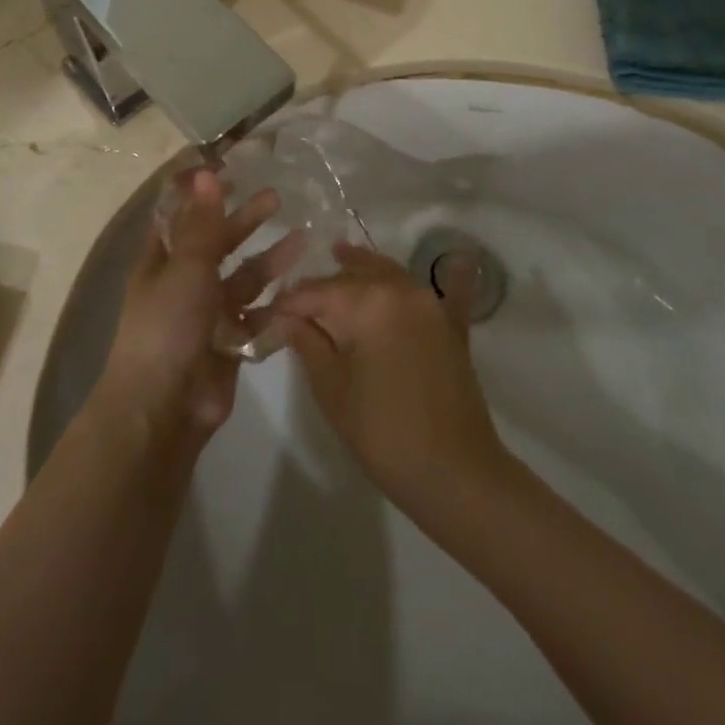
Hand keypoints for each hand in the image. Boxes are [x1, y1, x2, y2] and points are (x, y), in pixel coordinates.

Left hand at [94, 169, 302, 444]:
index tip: (230, 170)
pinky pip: (256, 316)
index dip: (202, 194)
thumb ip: (203, 223)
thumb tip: (205, 172)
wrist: (165, 407)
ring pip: (243, 279)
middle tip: (278, 198)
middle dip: (246, 221)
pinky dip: (276, 304)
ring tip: (303, 239)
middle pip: (218, 243)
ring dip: (269, 260)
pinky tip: (302, 289)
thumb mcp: (186, 267)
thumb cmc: (167, 326)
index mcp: (162, 260)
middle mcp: (183, 282)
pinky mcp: (230, 342)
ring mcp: (208, 314)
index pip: (182, 216)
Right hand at [273, 242, 510, 520]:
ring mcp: (432, 305)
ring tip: (340, 259)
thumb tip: (285, 317)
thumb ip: (307, 342)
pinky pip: (444, 290)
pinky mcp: (452, 326)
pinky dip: (438, 275)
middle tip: (298, 300)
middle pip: (354, 275)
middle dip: (324, 285)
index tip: (269, 313)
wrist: (455, 474)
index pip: (318, 291)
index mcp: (369, 301)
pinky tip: (452, 250)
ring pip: (390, 274)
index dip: (290, 302)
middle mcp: (402, 289)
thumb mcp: (332, 388)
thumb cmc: (383, 433)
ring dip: (363, 269)